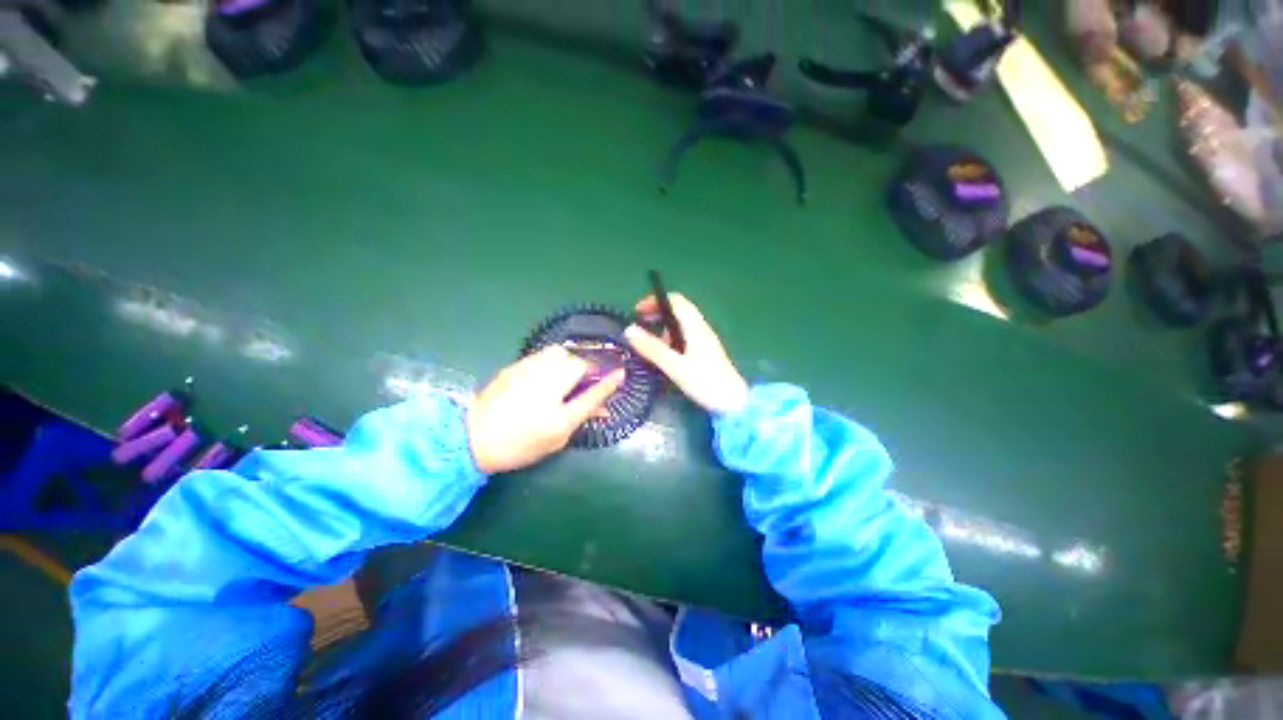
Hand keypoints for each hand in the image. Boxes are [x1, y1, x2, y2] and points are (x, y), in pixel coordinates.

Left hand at [467, 346, 624, 474]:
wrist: (472, 438)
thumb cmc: (519, 444)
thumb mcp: (557, 436)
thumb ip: (582, 416)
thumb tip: (604, 407)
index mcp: (558, 407)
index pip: (592, 387)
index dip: (609, 380)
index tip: (621, 374)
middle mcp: (545, 381)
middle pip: (576, 362)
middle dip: (588, 368)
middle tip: (589, 380)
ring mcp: (528, 369)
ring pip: (559, 352)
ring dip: (571, 361)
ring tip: (569, 374)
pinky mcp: (515, 366)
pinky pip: (542, 355)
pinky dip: (553, 360)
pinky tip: (549, 373)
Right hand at [625, 294, 748, 414]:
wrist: (733, 402)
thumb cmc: (705, 382)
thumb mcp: (674, 366)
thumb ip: (652, 348)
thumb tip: (629, 329)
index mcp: (695, 326)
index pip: (675, 300)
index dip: (655, 301)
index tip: (637, 312)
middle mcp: (701, 328)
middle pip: (678, 310)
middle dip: (657, 314)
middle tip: (639, 327)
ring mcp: (704, 340)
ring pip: (681, 325)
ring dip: (663, 328)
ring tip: (649, 344)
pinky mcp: (705, 351)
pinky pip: (685, 337)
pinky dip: (671, 339)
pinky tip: (665, 356)